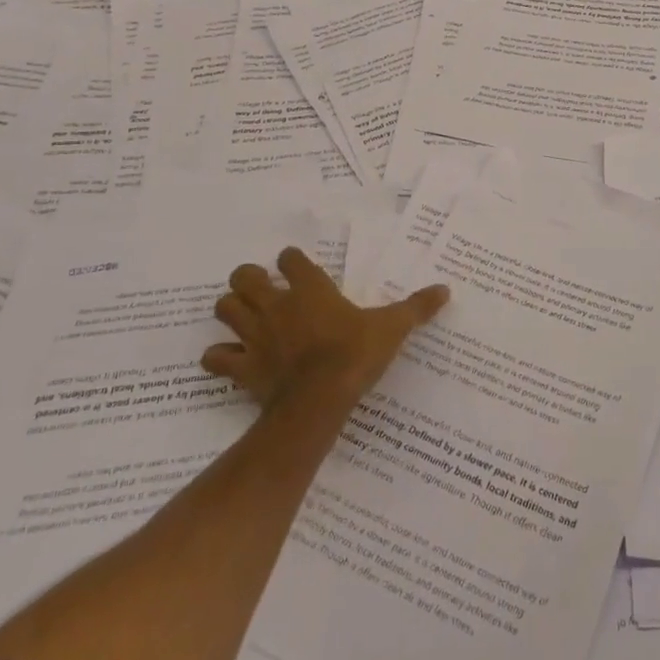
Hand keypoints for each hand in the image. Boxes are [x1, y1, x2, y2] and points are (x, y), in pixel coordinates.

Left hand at [203, 247, 448, 411]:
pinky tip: (230, 359)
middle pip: (244, 277)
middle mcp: (277, 304)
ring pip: (224, 309)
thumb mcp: (392, 327)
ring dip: (231, 310)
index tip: (297, 266)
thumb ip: (416, 307)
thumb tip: (445, 289)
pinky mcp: (241, 366)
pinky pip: (214, 357)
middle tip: (263, 289)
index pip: (291, 259)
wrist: (319, 400)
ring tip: (244, 317)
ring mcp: (254, 335)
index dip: (291, 260)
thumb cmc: (355, 355)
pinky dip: (218, 357)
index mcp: (310, 289)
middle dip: (248, 279)